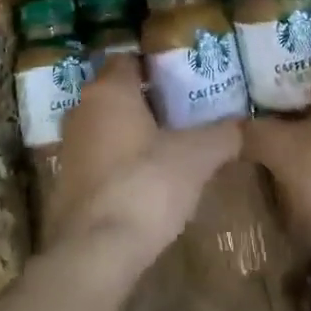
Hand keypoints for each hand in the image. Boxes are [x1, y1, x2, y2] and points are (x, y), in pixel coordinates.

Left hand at [44, 55, 240, 269]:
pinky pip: (98, 157)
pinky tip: (145, 179)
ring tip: (168, 146)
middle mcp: (82, 109)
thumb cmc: (146, 184)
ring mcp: (69, 147)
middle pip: (116, 92)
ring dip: (131, 132)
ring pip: (105, 126)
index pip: (128, 59)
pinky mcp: (66, 182)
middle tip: (182, 111)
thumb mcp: (197, 157)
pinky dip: (118, 161)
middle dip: (146, 100)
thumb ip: (223, 134)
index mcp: (109, 90)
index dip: (155, 66)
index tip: (182, 78)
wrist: (95, 251)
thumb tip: (243, 125)